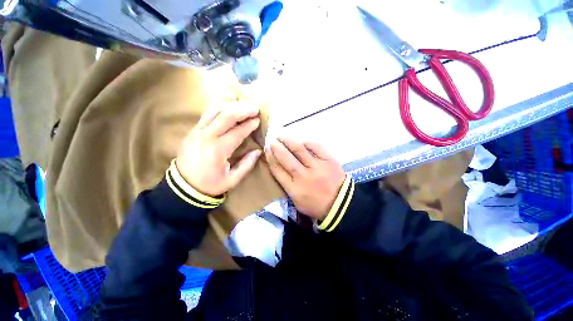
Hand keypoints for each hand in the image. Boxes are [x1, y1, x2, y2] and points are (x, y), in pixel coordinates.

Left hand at [176, 102, 262, 196]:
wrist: (183, 186)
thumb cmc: (210, 185)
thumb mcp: (232, 179)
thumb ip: (247, 164)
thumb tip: (258, 151)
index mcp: (218, 150)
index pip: (237, 132)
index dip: (249, 125)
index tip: (258, 120)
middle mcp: (206, 136)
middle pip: (225, 116)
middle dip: (242, 109)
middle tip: (255, 107)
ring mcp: (197, 131)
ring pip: (215, 111)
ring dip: (231, 106)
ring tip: (244, 105)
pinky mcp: (193, 130)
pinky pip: (207, 114)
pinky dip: (219, 108)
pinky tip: (229, 107)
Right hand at [266, 137, 345, 220]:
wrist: (340, 205)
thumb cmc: (316, 205)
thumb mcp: (296, 201)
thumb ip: (287, 186)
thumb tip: (280, 168)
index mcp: (294, 188)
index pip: (278, 170)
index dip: (270, 158)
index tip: (267, 150)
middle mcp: (304, 176)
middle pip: (286, 159)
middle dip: (277, 148)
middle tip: (272, 140)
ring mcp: (317, 167)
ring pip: (299, 150)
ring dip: (288, 141)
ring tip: (281, 135)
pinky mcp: (329, 160)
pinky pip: (317, 147)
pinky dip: (308, 143)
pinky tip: (302, 141)